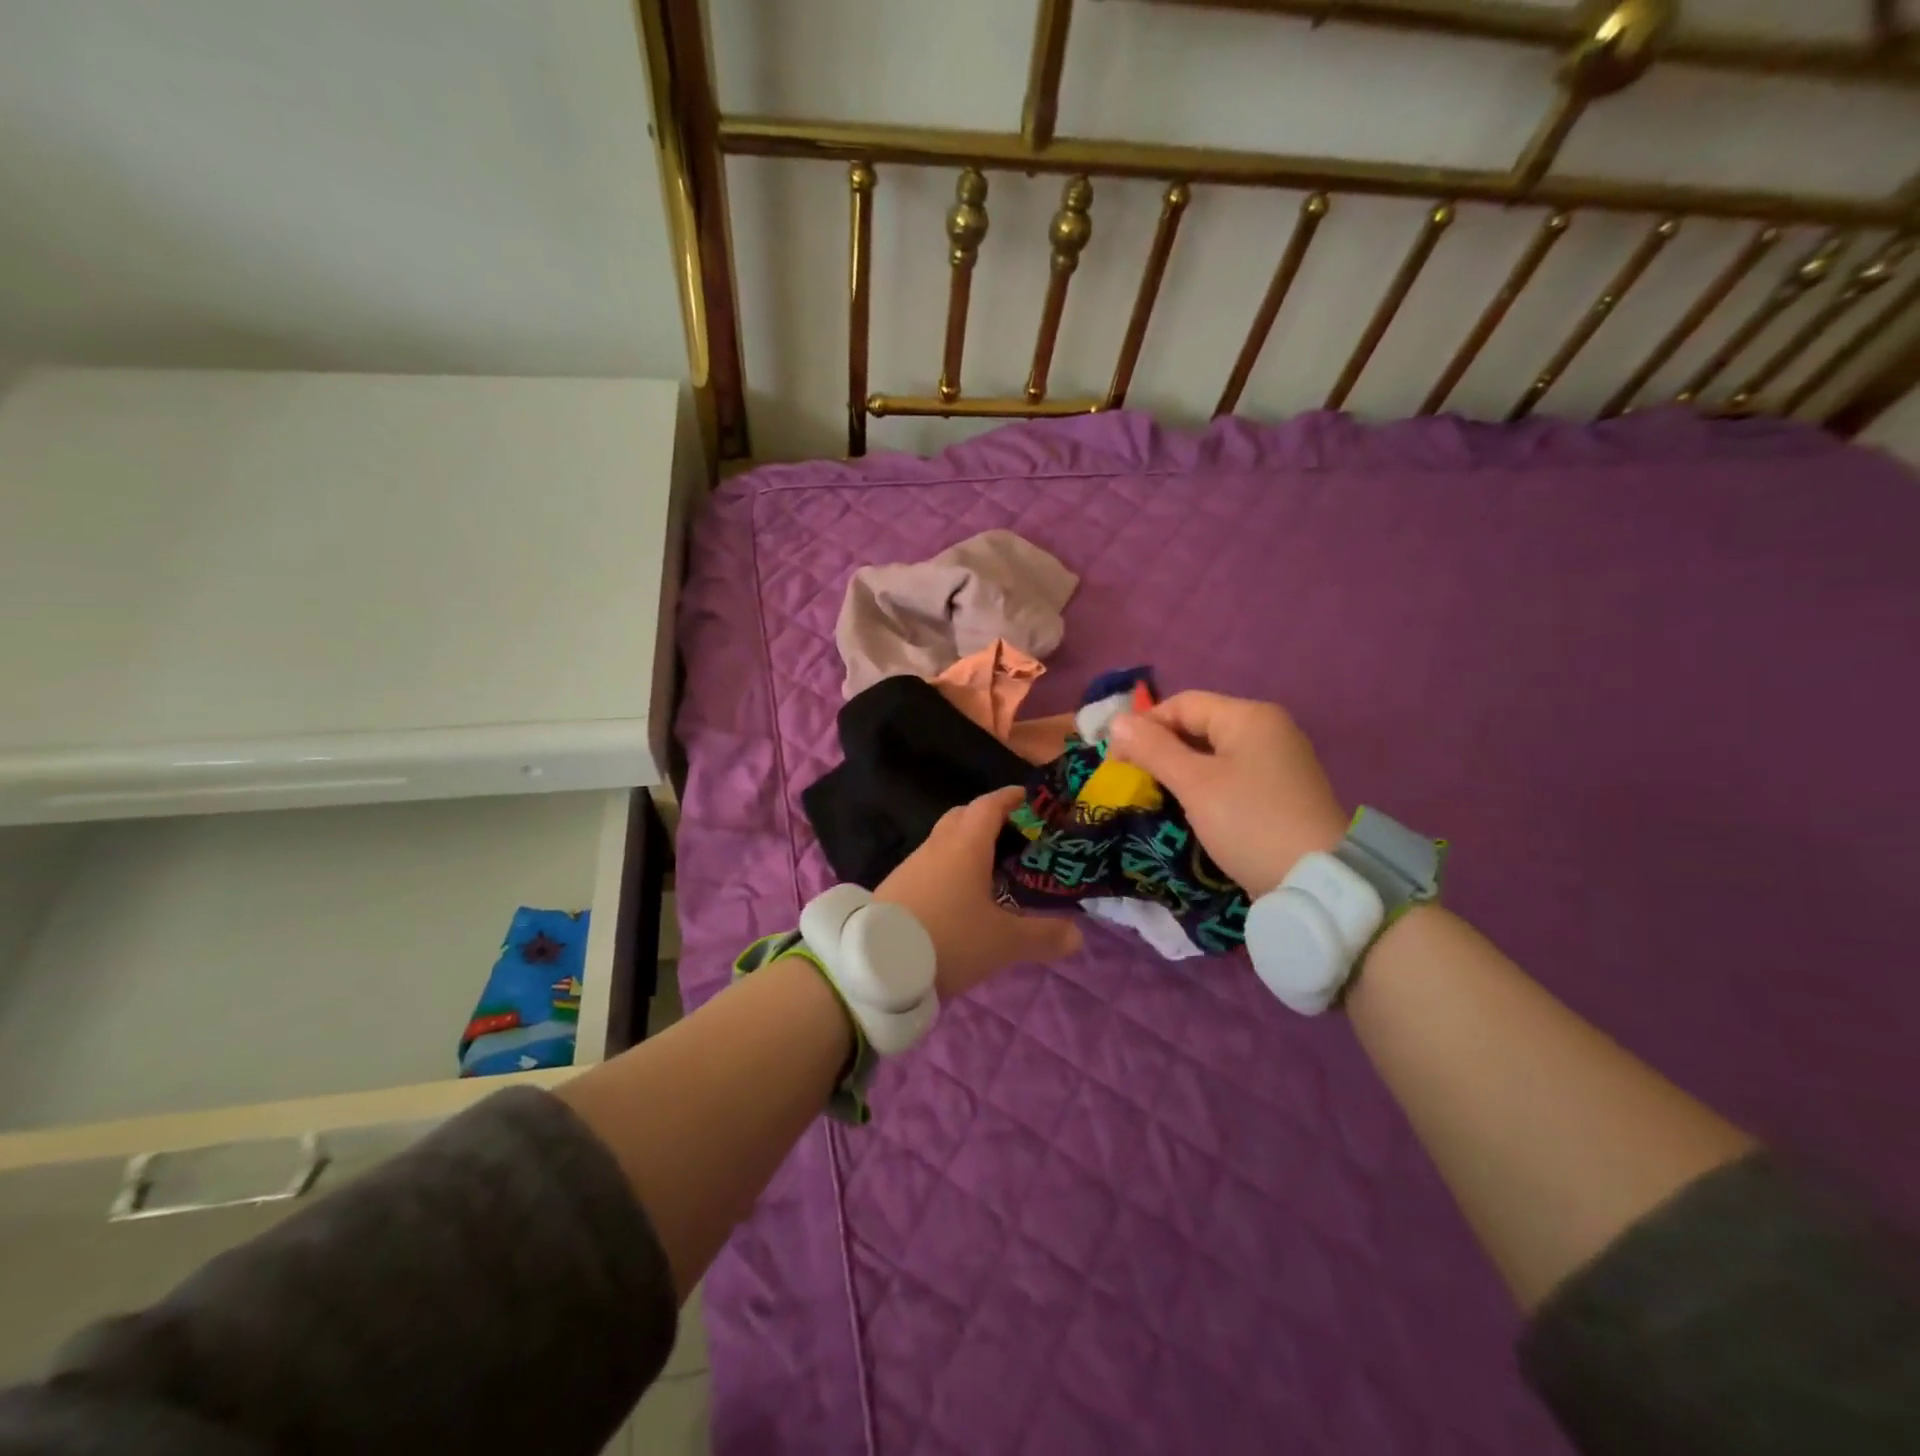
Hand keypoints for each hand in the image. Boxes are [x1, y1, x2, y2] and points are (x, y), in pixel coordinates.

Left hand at [874, 786, 1082, 999]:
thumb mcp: (1004, 942)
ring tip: (993, 870)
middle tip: (1017, 837)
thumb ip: (1043, 936)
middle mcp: (937, 846)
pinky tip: (960, 897)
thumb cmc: (949, 938)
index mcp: (965, 844)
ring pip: (945, 842)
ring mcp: (912, 865)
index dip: (1012, 798)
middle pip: (964, 817)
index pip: (991, 805)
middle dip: (991, 819)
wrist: (876, 964)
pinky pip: (931, 865)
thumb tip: (1078, 935)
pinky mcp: (896, 887)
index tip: (1032, 800)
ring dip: (968, 846)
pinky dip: (950, 868)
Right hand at [1107, 691, 1345, 897]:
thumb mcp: (1194, 784)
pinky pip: (1230, 775)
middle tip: (1130, 779)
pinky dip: (1203, 785)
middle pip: (1199, 725)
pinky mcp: (1279, 792)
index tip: (1115, 760)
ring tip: (1153, 794)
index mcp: (1249, 717)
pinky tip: (1186, 807)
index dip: (1144, 726)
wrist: (1316, 881)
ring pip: (1213, 753)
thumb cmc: (1249, 822)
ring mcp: (1277, 761)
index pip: (1182, 704)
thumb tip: (1117, 721)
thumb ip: (1154, 749)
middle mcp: (1267, 730)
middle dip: (1160, 748)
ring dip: (1179, 769)